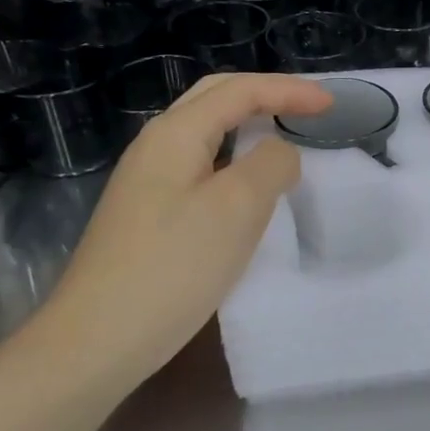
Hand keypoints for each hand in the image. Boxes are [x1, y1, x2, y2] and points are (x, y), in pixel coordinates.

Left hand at [34, 73, 331, 383]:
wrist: (97, 340)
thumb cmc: (174, 267)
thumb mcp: (238, 207)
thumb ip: (271, 164)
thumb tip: (279, 154)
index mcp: (176, 133)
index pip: (240, 90)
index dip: (289, 90)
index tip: (332, 104)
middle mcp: (156, 145)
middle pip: (216, 98)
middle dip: (266, 94)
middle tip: (309, 107)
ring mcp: (146, 180)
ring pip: (206, 132)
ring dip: (248, 122)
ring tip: (285, 134)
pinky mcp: (147, 213)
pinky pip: (200, 165)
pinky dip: (234, 157)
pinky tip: (247, 183)